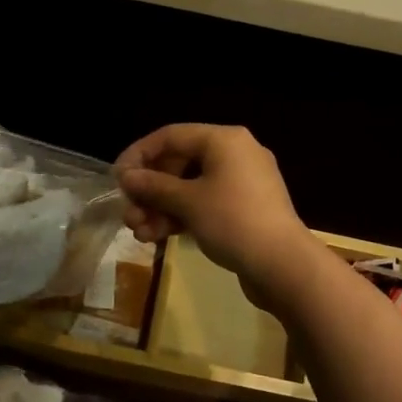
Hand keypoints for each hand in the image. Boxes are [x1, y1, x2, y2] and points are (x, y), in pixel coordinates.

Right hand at [116, 124, 318, 305]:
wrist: (284, 265)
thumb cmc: (233, 222)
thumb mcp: (187, 202)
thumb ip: (153, 186)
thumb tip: (126, 176)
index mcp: (224, 139)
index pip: (170, 136)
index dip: (139, 155)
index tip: (117, 181)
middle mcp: (235, 153)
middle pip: (179, 163)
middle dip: (150, 190)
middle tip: (129, 216)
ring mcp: (242, 181)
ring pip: (190, 186)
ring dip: (162, 208)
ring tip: (141, 234)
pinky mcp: (245, 208)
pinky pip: (205, 203)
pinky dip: (182, 216)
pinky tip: (160, 237)